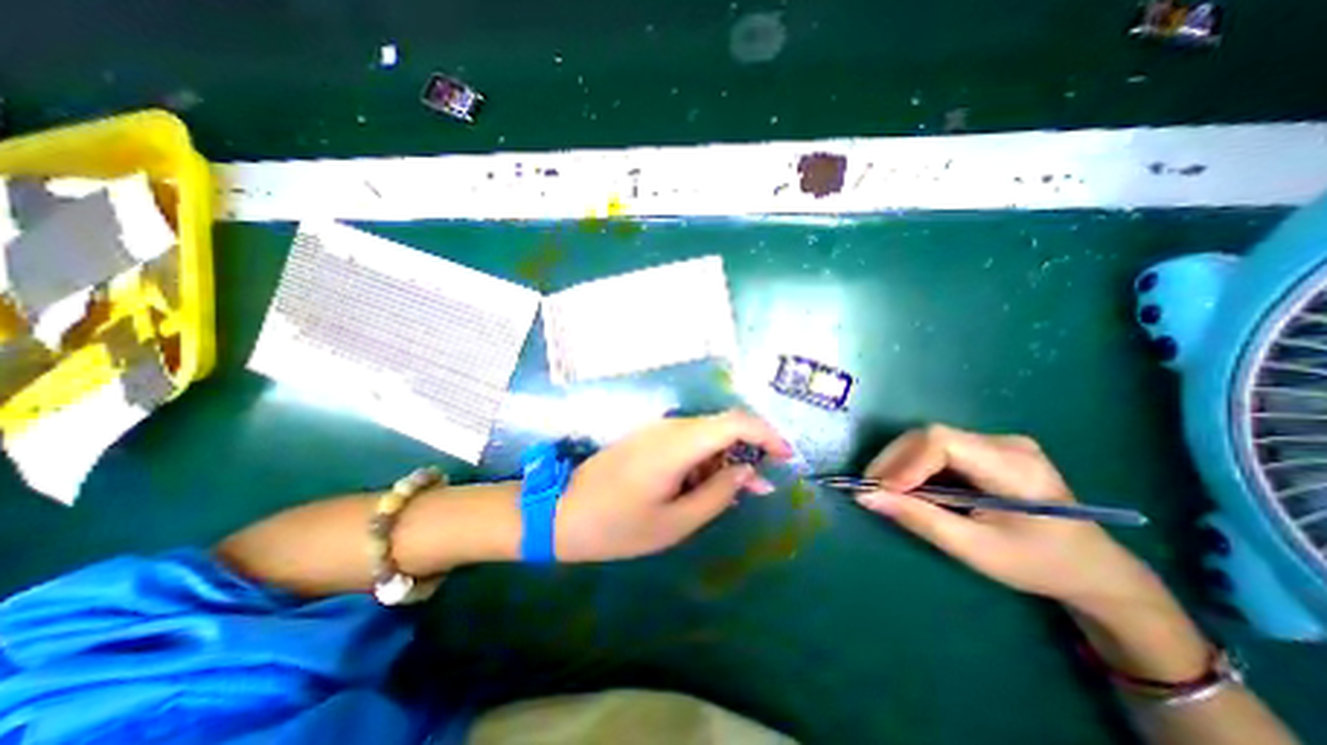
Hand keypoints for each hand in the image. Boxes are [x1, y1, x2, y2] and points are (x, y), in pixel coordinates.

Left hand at [555, 411, 792, 561]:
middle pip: (723, 426)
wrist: (562, 512)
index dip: (766, 434)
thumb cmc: (618, 526)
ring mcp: (656, 430)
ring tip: (732, 494)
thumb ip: (718, 494)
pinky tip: (703, 486)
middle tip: (759, 488)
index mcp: (677, 444)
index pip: (735, 422)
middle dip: (748, 451)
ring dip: (726, 459)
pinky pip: (688, 440)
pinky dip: (705, 460)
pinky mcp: (648, 438)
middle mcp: (669, 427)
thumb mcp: (676, 522)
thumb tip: (747, 472)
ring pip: (706, 434)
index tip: (786, 457)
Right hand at [856, 424, 1156, 611]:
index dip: (904, 462)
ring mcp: (997, 442)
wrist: (1092, 567)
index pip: (943, 443)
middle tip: (871, 488)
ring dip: (900, 462)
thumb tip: (865, 496)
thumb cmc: (1037, 564)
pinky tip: (907, 484)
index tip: (880, 490)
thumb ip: (919, 519)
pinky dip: (914, 464)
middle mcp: (1005, 443)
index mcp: (1015, 467)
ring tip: (883, 488)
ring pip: (928, 439)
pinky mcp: (987, 448)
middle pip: (930, 436)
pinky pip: (937, 448)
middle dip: (894, 460)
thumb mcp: (975, 549)